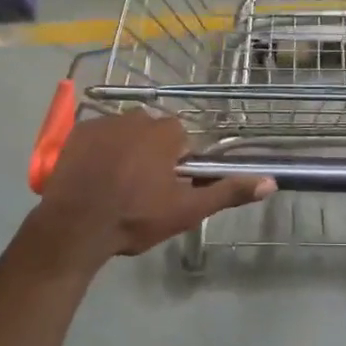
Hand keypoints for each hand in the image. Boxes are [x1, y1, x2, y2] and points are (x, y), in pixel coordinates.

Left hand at [33, 113, 273, 260]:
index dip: (177, 164)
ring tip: (114, 187)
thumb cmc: (135, 217)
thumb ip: (227, 192)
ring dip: (125, 152)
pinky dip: (98, 153)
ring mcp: (102, 123)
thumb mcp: (186, 210)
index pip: (181, 139)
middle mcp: (136, 118)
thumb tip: (270, 183)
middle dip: (151, 155)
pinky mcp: (76, 134)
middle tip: (141, 190)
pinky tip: (93, 178)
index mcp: (165, 133)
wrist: (74, 226)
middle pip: (152, 133)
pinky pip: (97, 138)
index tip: (168, 188)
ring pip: (124, 134)